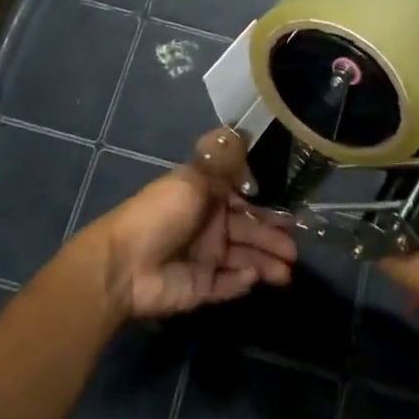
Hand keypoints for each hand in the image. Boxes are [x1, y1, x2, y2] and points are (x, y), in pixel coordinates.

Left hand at [80, 146, 296, 319]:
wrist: (123, 265)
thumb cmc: (160, 215)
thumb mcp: (192, 180)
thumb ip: (221, 162)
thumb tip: (240, 130)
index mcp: (205, 197)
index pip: (243, 200)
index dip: (266, 207)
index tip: (291, 213)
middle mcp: (208, 225)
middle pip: (247, 231)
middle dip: (272, 239)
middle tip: (295, 250)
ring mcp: (204, 258)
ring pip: (243, 259)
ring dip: (265, 263)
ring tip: (287, 272)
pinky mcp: (199, 287)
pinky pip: (227, 284)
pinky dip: (242, 281)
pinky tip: (254, 277)